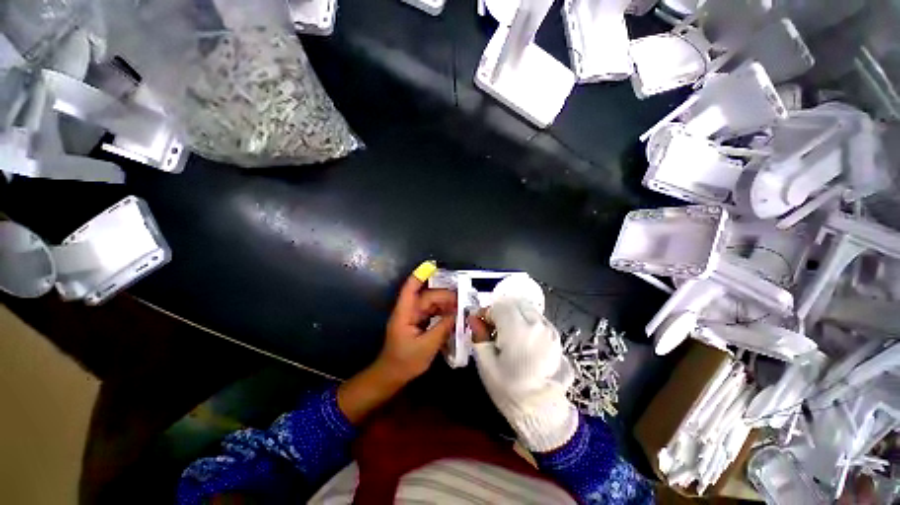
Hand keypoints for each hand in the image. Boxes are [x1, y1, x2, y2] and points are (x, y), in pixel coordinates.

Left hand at [377, 267, 455, 382]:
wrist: (392, 376)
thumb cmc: (405, 362)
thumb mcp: (427, 346)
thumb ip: (443, 328)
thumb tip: (458, 313)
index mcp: (404, 313)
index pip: (410, 288)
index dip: (420, 275)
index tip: (434, 266)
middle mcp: (408, 310)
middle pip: (426, 296)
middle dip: (444, 296)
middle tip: (463, 301)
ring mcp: (413, 316)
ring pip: (431, 303)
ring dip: (445, 304)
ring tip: (461, 308)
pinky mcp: (417, 322)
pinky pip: (432, 312)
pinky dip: (442, 312)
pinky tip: (453, 315)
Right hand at [469, 299, 577, 451]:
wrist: (542, 410)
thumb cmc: (510, 389)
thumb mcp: (486, 364)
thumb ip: (479, 336)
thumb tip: (473, 317)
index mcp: (518, 329)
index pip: (499, 306)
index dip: (487, 312)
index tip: (481, 324)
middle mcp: (536, 324)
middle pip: (514, 303)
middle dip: (501, 310)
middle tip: (493, 328)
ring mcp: (548, 329)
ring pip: (526, 308)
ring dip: (514, 314)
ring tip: (507, 334)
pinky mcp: (555, 335)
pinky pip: (536, 318)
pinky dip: (525, 320)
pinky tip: (521, 338)